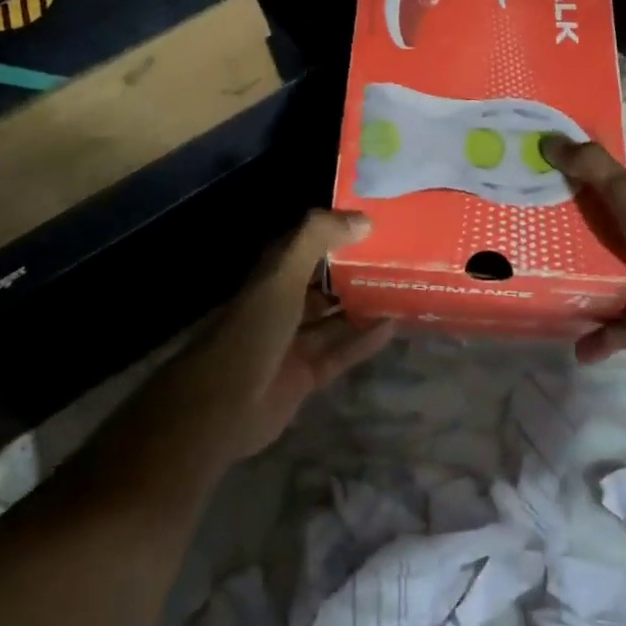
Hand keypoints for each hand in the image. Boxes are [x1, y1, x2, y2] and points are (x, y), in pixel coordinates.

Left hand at [164, 210, 391, 461]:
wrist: (222, 407)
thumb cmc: (252, 331)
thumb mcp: (282, 276)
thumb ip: (316, 239)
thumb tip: (362, 218)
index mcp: (272, 277)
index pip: (306, 244)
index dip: (335, 231)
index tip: (373, 220)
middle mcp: (282, 305)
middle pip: (323, 282)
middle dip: (355, 269)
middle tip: (398, 256)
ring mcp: (294, 342)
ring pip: (335, 318)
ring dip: (364, 305)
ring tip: (402, 289)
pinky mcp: (306, 375)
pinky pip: (341, 352)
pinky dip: (365, 340)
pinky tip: (394, 327)